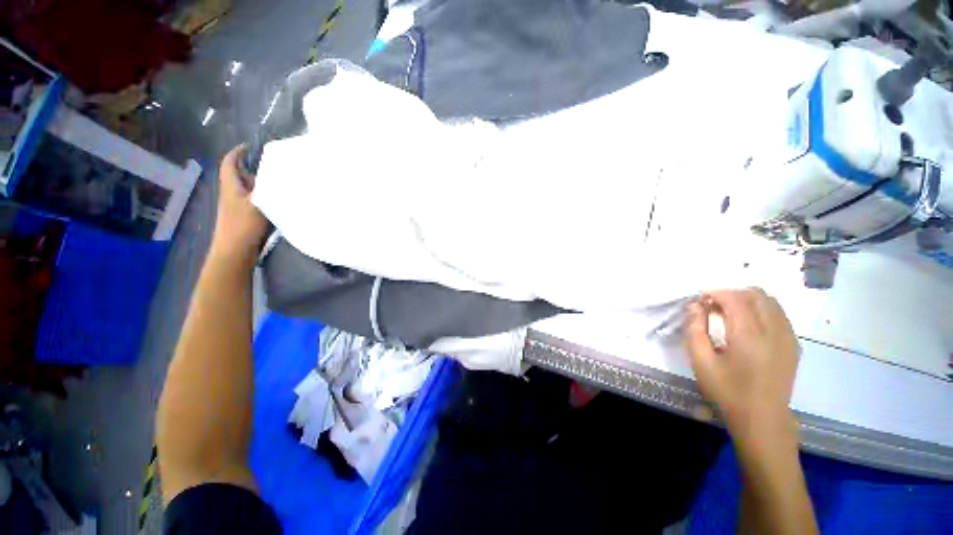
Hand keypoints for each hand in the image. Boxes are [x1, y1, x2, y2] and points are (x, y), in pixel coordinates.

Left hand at [210, 145, 267, 260]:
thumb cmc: (244, 224)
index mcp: (231, 185)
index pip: (230, 162)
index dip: (238, 152)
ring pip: (249, 188)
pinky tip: (277, 201)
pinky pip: (255, 200)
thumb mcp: (257, 202)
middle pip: (241, 175)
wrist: (235, 250)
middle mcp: (232, 193)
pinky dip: (264, 197)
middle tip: (274, 165)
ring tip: (279, 181)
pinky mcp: (245, 216)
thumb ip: (267, 187)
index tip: (251, 145)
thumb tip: (277, 174)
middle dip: (254, 168)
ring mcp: (238, 206)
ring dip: (261, 183)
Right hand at [685, 288, 799, 448]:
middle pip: (756, 294)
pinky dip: (762, 310)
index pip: (735, 298)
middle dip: (732, 294)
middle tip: (714, 307)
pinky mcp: (794, 345)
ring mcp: (788, 338)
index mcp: (749, 336)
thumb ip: (695, 329)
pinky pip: (779, 315)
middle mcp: (773, 331)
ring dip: (748, 300)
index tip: (700, 300)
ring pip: (771, 302)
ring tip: (730, 314)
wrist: (763, 420)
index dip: (716, 292)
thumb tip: (695, 306)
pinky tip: (748, 326)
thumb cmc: (727, 391)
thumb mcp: (701, 362)